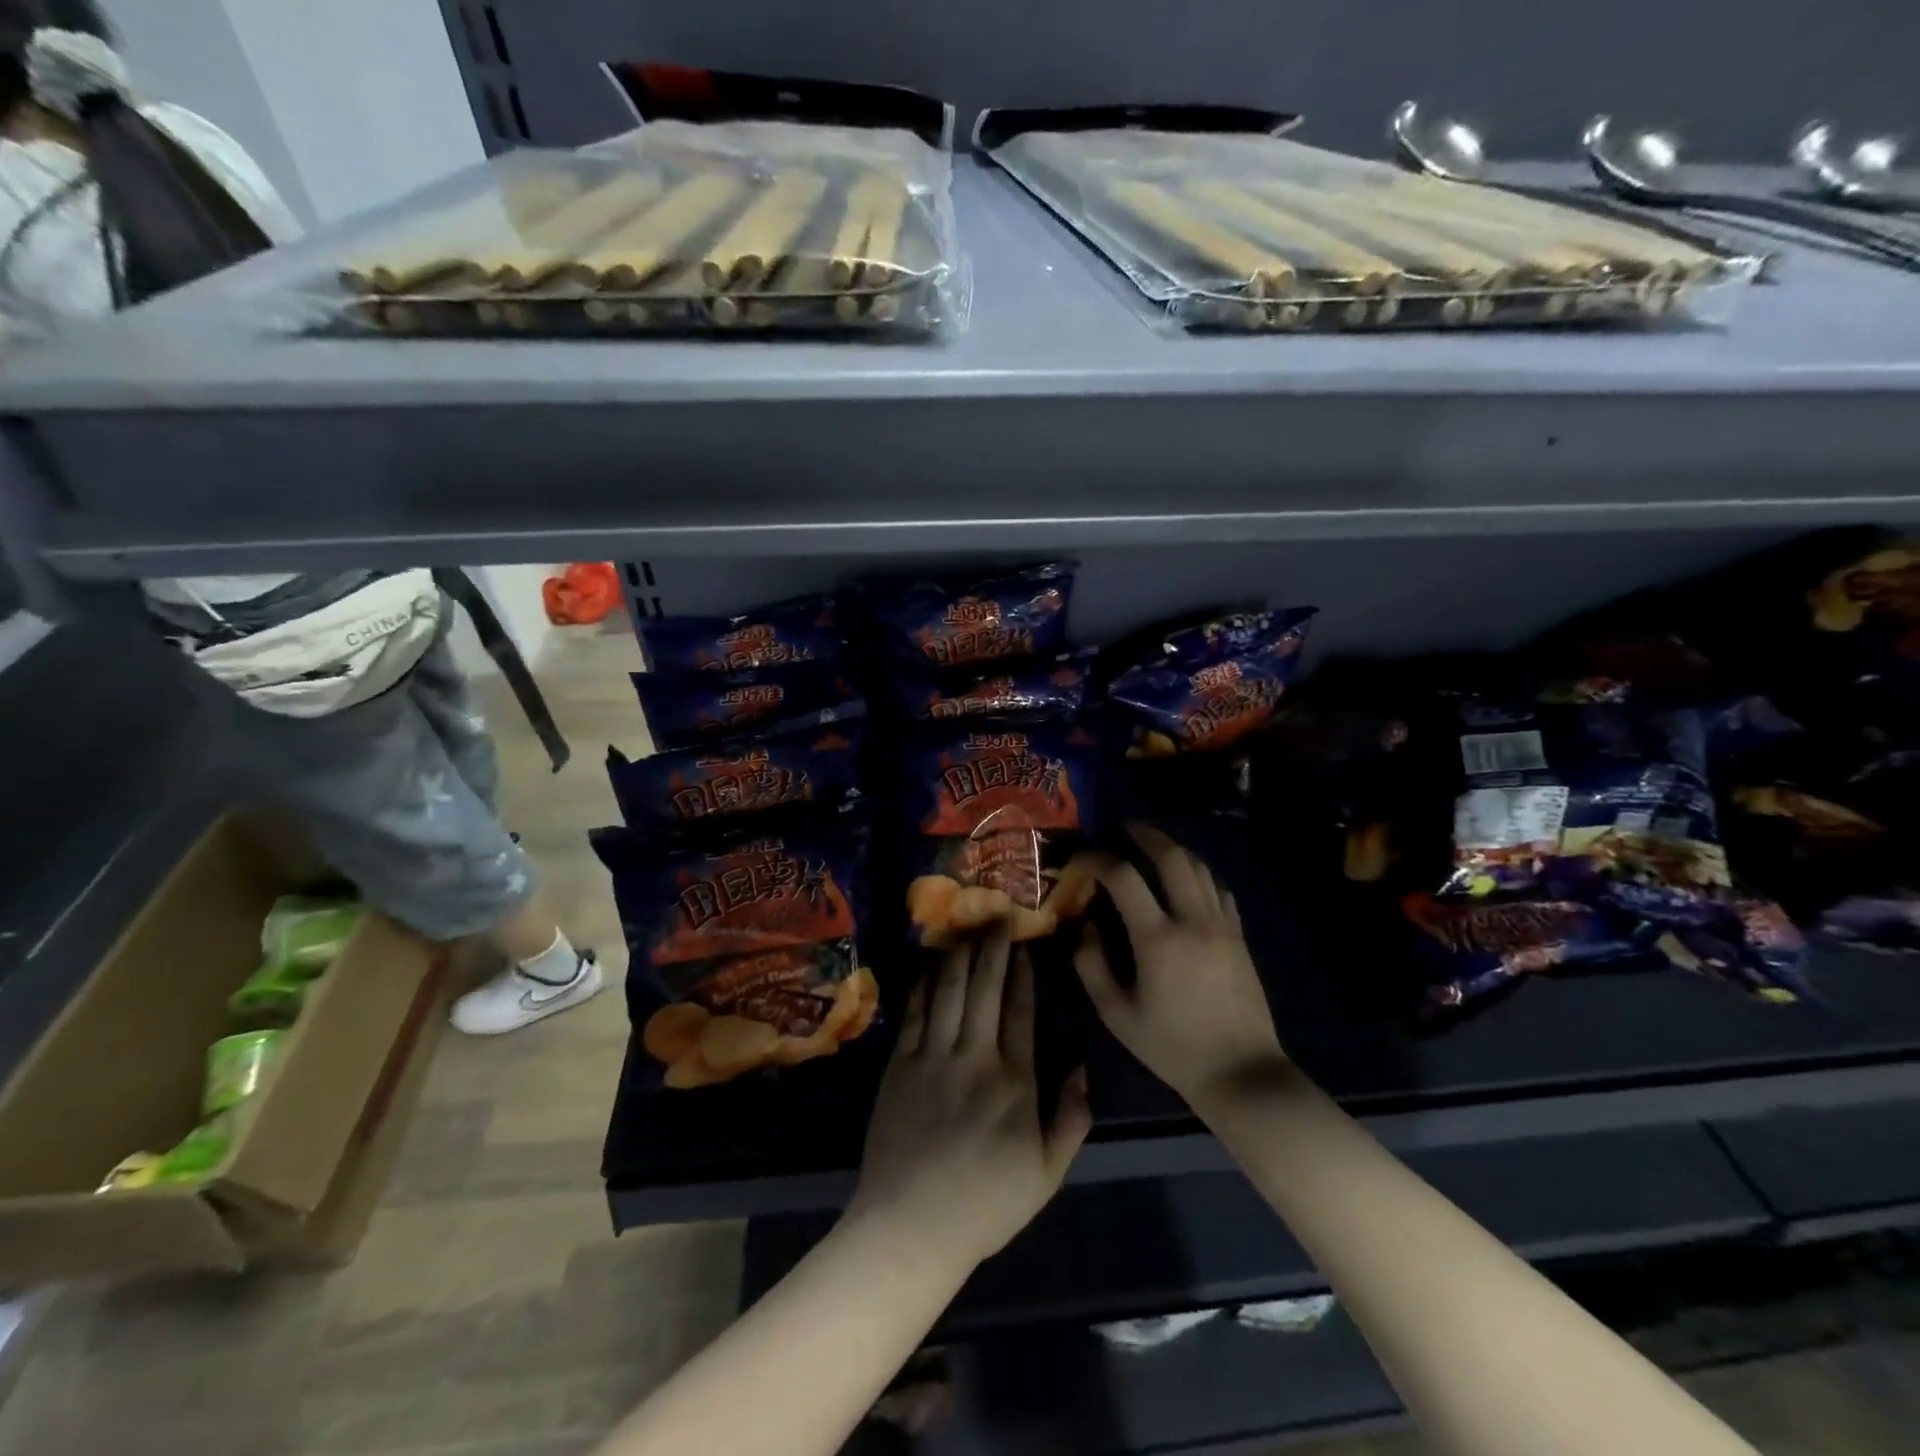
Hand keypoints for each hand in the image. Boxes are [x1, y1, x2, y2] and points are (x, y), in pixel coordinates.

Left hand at [849, 930, 1090, 1273]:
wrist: (912, 1226)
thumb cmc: (986, 1204)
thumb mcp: (1046, 1174)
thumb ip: (1071, 1119)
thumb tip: (1082, 1068)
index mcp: (1015, 1081)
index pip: (1021, 1012)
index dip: (1023, 974)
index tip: (1025, 945)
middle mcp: (976, 1057)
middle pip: (986, 990)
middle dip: (993, 950)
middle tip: (997, 917)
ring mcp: (933, 1057)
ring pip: (950, 992)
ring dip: (960, 956)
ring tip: (967, 928)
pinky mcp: (900, 1065)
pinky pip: (915, 1013)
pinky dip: (924, 984)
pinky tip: (930, 963)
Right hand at [1074, 823, 1287, 1112]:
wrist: (1242, 1073)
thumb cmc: (1173, 1048)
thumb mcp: (1118, 1015)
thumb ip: (1092, 966)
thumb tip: (1085, 926)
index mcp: (1158, 939)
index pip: (1124, 878)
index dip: (1099, 859)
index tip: (1082, 857)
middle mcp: (1193, 920)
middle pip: (1172, 857)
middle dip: (1146, 835)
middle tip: (1126, 827)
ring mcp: (1222, 925)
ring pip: (1200, 867)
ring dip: (1174, 848)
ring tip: (1153, 844)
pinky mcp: (1239, 936)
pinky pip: (1219, 888)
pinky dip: (1198, 872)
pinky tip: (1187, 876)